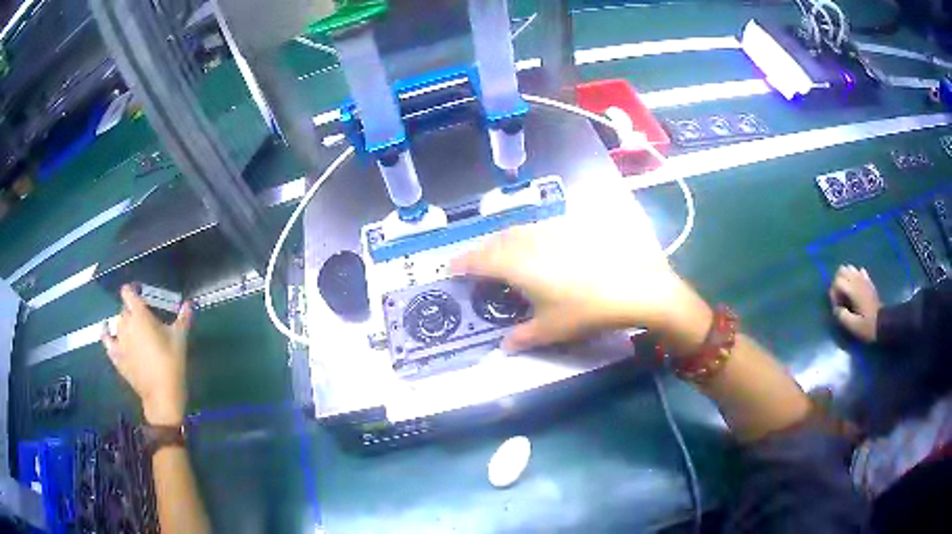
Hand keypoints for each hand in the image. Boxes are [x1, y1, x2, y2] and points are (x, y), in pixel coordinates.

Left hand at [101, 285, 192, 424]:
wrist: (162, 394)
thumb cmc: (171, 362)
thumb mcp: (180, 339)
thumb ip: (183, 319)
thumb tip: (188, 304)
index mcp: (140, 315)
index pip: (128, 292)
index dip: (132, 290)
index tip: (140, 292)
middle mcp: (126, 323)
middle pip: (124, 309)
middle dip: (132, 310)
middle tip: (144, 319)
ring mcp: (119, 340)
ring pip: (117, 323)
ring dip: (124, 323)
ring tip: (133, 330)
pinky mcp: (116, 356)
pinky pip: (106, 340)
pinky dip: (106, 333)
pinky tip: (106, 330)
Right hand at [452, 182, 710, 352]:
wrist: (635, 286)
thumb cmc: (586, 310)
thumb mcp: (551, 329)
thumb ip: (522, 337)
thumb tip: (505, 346)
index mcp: (517, 265)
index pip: (479, 260)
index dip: (463, 264)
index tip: (452, 269)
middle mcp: (530, 242)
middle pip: (496, 241)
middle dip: (482, 252)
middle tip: (476, 265)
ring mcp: (553, 232)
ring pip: (518, 232)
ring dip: (504, 242)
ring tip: (503, 256)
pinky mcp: (573, 229)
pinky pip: (540, 231)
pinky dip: (529, 239)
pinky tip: (540, 250)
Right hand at [828, 264, 880, 342]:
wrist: (883, 323)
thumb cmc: (867, 326)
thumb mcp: (853, 326)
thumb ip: (842, 316)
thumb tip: (836, 309)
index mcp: (853, 290)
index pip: (837, 281)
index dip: (833, 293)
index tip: (836, 307)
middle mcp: (858, 280)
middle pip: (842, 270)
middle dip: (837, 282)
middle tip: (839, 297)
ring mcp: (864, 280)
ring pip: (850, 268)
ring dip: (845, 277)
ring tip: (846, 292)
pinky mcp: (869, 282)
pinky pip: (860, 271)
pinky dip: (855, 276)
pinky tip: (856, 287)